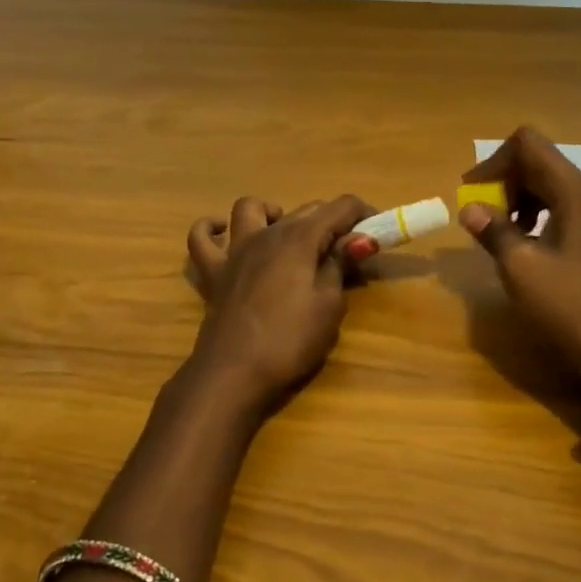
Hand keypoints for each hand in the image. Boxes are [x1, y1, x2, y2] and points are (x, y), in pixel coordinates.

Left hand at [186, 194, 371, 413]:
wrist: (233, 373)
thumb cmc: (290, 340)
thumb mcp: (328, 306)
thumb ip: (340, 265)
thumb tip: (360, 238)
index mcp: (299, 238)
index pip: (339, 207)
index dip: (363, 213)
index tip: (379, 230)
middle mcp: (266, 233)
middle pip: (305, 209)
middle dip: (332, 220)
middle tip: (349, 250)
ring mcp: (235, 250)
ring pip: (250, 208)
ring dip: (272, 212)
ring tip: (287, 235)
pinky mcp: (213, 272)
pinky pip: (201, 238)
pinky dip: (211, 228)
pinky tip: (224, 234)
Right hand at [460, 127, 580, 394]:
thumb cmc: (570, 305)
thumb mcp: (521, 268)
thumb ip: (493, 231)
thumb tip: (470, 208)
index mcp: (575, 192)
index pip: (529, 145)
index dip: (495, 161)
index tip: (473, 193)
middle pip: (543, 164)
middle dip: (507, 182)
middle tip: (483, 217)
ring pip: (556, 188)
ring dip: (523, 201)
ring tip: (504, 234)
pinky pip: (570, 212)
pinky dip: (544, 217)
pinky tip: (533, 247)